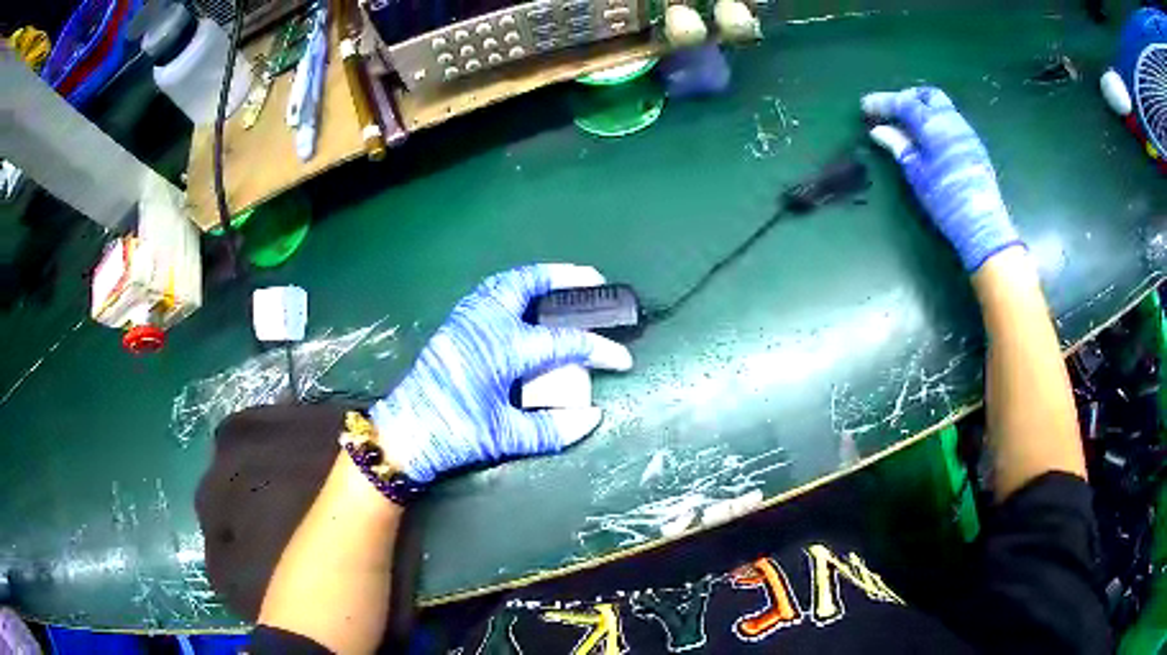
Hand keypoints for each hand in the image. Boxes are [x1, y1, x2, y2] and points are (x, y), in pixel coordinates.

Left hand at [370, 264, 633, 482]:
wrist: (404, 433)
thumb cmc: (453, 435)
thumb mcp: (505, 438)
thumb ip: (553, 429)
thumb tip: (592, 416)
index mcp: (501, 348)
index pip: (563, 343)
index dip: (599, 350)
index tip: (623, 359)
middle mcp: (484, 323)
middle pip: (527, 284)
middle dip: (564, 277)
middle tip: (593, 279)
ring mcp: (464, 319)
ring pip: (504, 282)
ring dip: (536, 278)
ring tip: (561, 283)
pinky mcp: (454, 325)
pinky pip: (489, 293)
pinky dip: (513, 288)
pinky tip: (525, 303)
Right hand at [862, 87, 1023, 271]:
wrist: (982, 224)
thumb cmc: (945, 199)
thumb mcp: (916, 173)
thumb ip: (898, 146)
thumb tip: (879, 130)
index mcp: (934, 124)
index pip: (904, 103)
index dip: (883, 102)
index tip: (865, 107)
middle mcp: (951, 121)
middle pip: (927, 96)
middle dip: (907, 97)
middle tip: (892, 111)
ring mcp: (966, 133)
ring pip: (942, 107)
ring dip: (923, 110)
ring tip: (908, 126)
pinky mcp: (974, 147)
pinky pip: (951, 122)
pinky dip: (935, 122)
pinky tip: (928, 140)